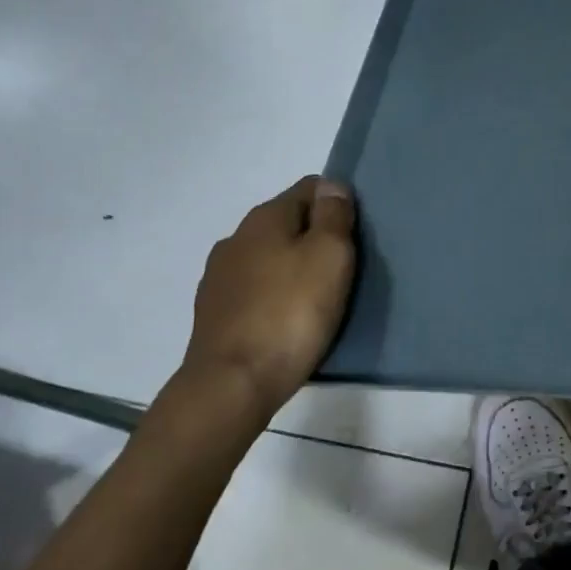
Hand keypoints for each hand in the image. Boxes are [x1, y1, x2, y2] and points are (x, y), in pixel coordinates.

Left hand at [180, 176, 356, 421]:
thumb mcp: (329, 256)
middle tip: (343, 268)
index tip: (356, 233)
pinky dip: (274, 295)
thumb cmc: (291, 314)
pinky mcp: (214, 312)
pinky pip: (254, 290)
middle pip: (287, 223)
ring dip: (292, 267)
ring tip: (317, 298)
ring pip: (268, 257)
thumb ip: (333, 216)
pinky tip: (287, 320)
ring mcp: (219, 276)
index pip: (309, 188)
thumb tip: (332, 186)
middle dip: (315, 236)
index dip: (337, 202)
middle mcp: (236, 238)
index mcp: (265, 218)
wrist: (233, 383)